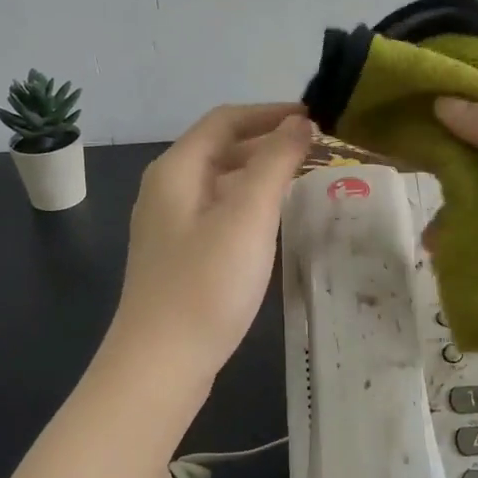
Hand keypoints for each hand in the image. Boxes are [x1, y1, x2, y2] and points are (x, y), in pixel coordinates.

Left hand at [108, 103, 312, 382]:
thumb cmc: (206, 285)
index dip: (270, 113)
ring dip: (260, 174)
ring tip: (304, 181)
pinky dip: (249, 205)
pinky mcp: (178, 256)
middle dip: (268, 143)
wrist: (160, 364)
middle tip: (317, 151)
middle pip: (220, 149)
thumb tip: (299, 122)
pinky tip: (274, 223)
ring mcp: (169, 226)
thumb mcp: (247, 216)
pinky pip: (218, 213)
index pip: (225, 120)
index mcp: (176, 170)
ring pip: (220, 183)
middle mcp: (166, 190)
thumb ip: (274, 163)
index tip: (314, 118)